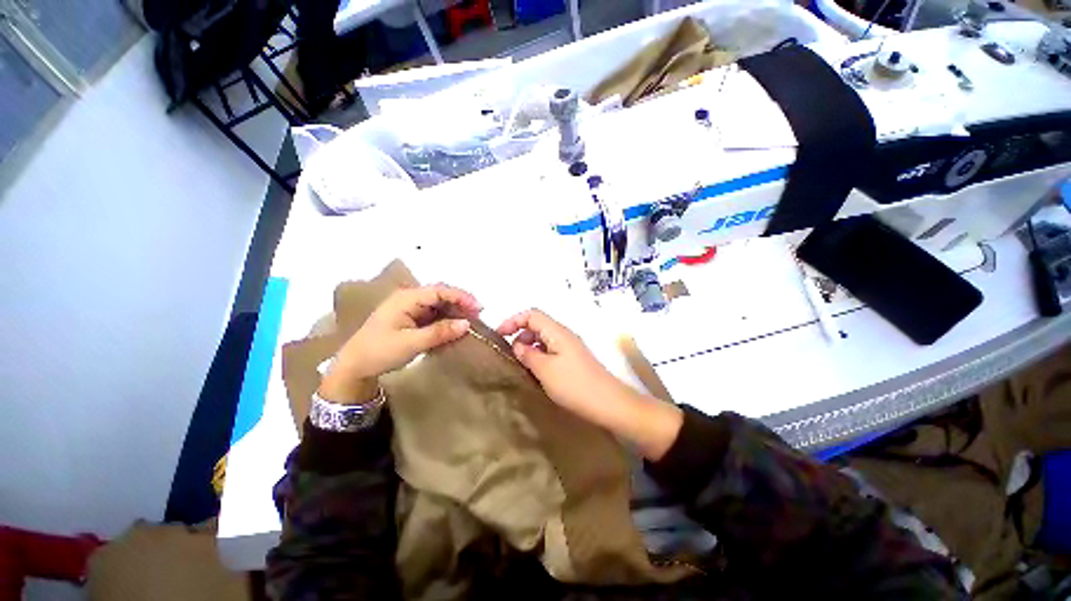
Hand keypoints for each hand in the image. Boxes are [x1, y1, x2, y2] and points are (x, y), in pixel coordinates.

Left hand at [319, 284, 481, 403]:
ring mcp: (410, 309)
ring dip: (454, 312)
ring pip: (438, 305)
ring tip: (471, 322)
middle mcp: (409, 299)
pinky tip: (455, 328)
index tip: (479, 308)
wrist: (354, 367)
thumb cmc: (379, 352)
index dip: (461, 297)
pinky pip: (433, 315)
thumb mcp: (411, 343)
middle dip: (460, 303)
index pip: (440, 291)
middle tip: (478, 315)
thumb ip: (440, 332)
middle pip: (441, 295)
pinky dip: (446, 320)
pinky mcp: (411, 319)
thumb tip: (467, 324)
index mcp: (407, 298)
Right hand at [497, 309, 682, 459]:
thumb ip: (528, 354)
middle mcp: (564, 334)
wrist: (608, 403)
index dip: (513, 320)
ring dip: (530, 346)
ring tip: (522, 364)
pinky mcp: (574, 359)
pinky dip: (539, 355)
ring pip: (544, 338)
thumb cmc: (574, 385)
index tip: (499, 335)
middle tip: (511, 353)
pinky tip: (536, 371)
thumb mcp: (545, 370)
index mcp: (557, 332)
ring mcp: (570, 347)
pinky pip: (551, 350)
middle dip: (520, 334)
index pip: (532, 314)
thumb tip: (517, 345)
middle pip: (538, 324)